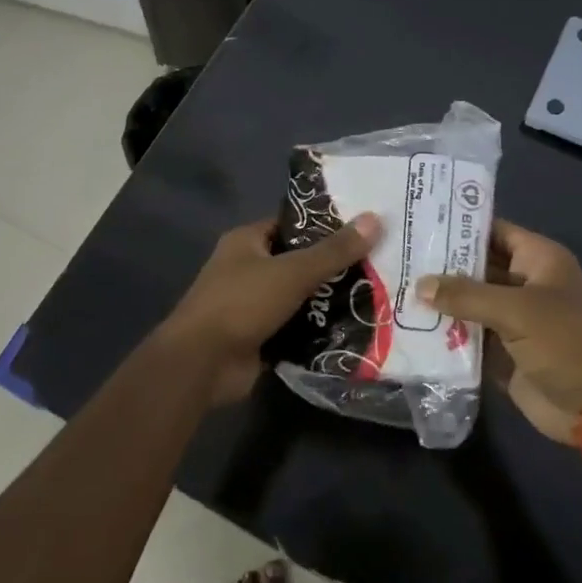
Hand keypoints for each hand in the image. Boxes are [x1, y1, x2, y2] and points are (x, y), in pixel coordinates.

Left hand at [161, 212, 381, 403]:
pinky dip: (318, 330)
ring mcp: (252, 306)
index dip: (325, 226)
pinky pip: (296, 328)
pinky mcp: (260, 338)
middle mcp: (247, 269)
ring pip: (299, 297)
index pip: (291, 225)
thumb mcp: (293, 271)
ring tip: (376, 296)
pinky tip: (355, 329)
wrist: (202, 363)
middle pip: (298, 262)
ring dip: (328, 301)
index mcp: (247, 242)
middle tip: (378, 265)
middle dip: (333, 267)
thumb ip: (334, 250)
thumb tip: (376, 219)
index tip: (363, 230)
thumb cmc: (242, 303)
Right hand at [417, 220, 581, 443]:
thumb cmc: (567, 343)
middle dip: (440, 266)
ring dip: (438, 303)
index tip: (417, 222)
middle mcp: (524, 284)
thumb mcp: (517, 310)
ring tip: (392, 290)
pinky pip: (468, 338)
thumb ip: (467, 295)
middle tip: (395, 257)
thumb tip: (420, 285)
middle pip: (475, 268)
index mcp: (538, 260)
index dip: (459, 226)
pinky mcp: (502, 353)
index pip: (492, 231)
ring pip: (468, 304)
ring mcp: (512, 320)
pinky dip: (444, 336)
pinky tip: (408, 329)